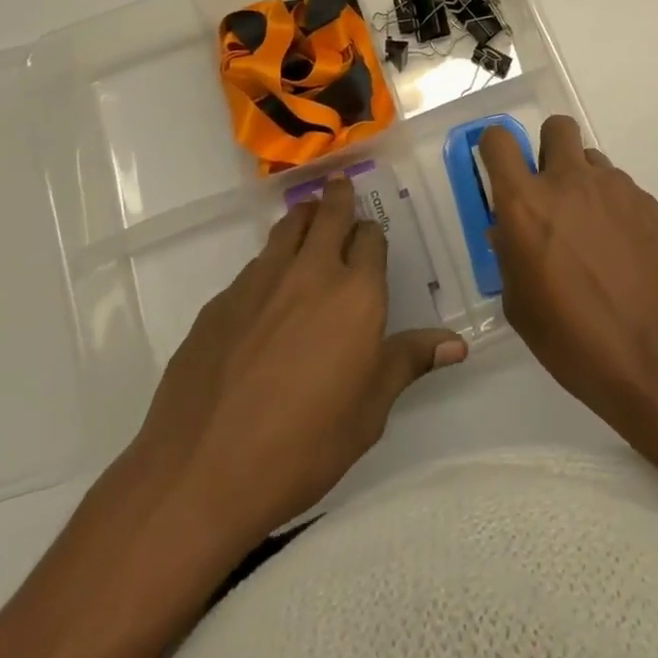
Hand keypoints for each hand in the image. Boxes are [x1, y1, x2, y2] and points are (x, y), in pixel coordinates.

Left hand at [128, 178, 467, 553]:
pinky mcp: (220, 302)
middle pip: (328, 215)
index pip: (371, 239)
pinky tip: (265, 292)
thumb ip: (408, 363)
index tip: (370, 238)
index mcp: (355, 294)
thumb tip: (456, 345)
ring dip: (303, 218)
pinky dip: (269, 263)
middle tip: (340, 185)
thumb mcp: (369, 412)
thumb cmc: (303, 446)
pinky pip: (253, 266)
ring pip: (287, 229)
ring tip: (307, 216)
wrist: (201, 473)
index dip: (372, 235)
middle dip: (338, 197)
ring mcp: (260, 282)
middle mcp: (310, 272)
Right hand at [480, 115, 657, 436]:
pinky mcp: (647, 202)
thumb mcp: (520, 304)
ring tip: (592, 232)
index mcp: (526, 204)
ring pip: (592, 160)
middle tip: (552, 192)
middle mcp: (569, 181)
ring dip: (584, 183)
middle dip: (550, 150)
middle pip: (556, 127)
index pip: (499, 141)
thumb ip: (510, 254)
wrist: (654, 356)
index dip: (496, 149)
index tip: (502, 170)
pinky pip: (621, 189)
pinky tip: (622, 251)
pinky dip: (614, 208)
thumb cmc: (572, 339)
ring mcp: (614, 187)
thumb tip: (509, 231)